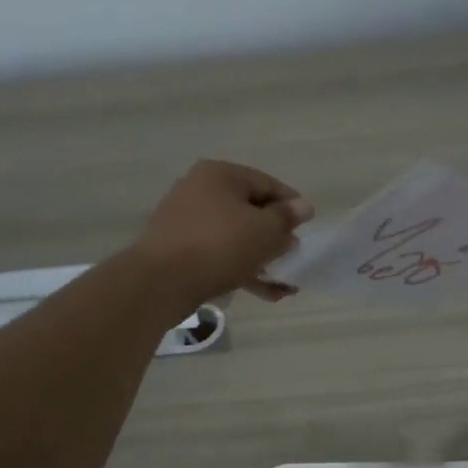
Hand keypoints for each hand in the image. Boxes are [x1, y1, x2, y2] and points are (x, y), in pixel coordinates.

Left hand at [130, 160, 313, 312]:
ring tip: (284, 283)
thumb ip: (287, 217)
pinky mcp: (178, 249)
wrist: (160, 282)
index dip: (292, 205)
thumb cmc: (219, 245)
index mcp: (220, 175)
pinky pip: (218, 253)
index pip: (267, 183)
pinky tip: (263, 292)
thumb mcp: (264, 230)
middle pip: (249, 210)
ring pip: (234, 236)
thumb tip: (303, 206)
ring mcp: (185, 220)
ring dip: (261, 258)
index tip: (308, 227)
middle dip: (275, 236)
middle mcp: (199, 190)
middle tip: (293, 255)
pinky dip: (240, 268)